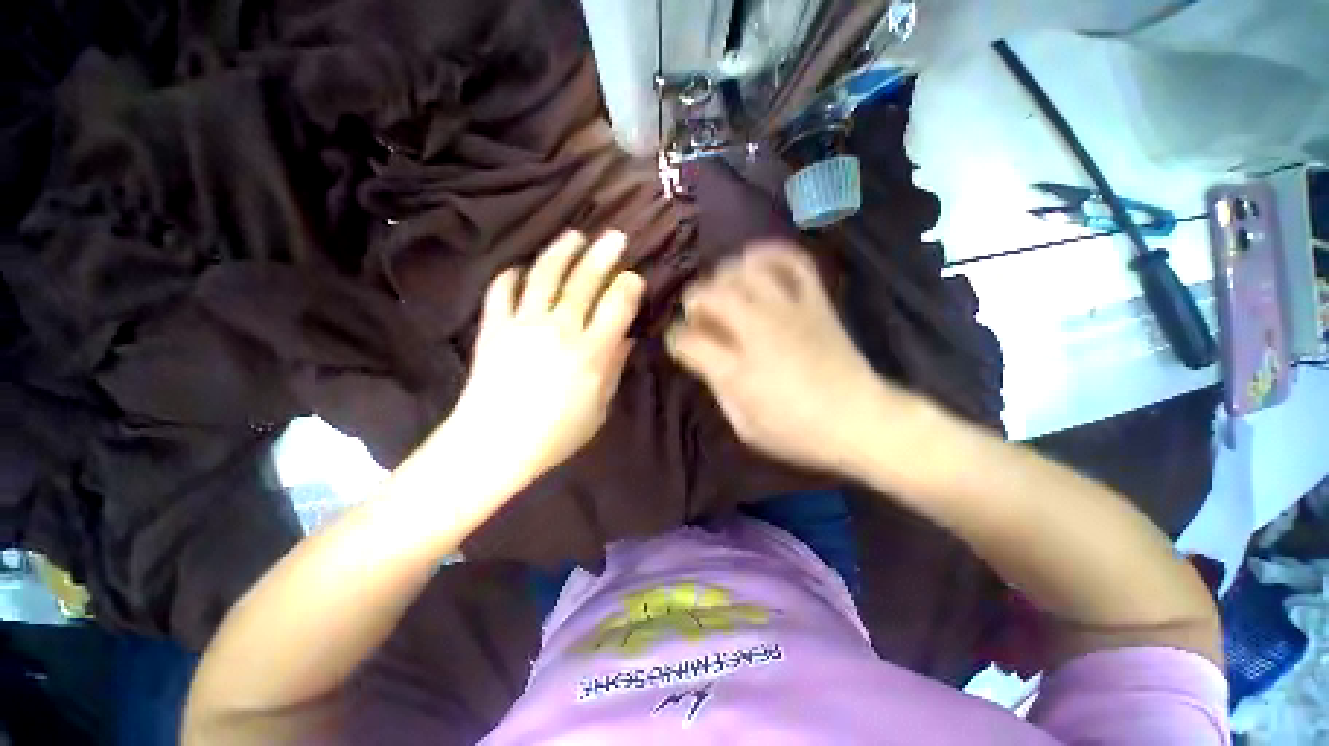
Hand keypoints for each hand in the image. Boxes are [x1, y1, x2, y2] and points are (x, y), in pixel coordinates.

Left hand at [449, 230, 644, 479]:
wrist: (494, 444)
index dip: (629, 286)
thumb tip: (627, 338)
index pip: (617, 306)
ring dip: (562, 251)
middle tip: (614, 236)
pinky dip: (511, 275)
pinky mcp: (494, 326)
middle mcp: (559, 328)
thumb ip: (614, 368)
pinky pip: (501, 290)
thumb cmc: (555, 434)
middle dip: (603, 254)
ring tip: (574, 236)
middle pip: (584, 281)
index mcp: (590, 352)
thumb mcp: (599, 408)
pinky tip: (520, 268)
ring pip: (544, 275)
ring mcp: (523, 323)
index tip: (635, 277)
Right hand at [666, 242, 894, 473]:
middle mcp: (757, 331)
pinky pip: (793, 262)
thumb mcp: (744, 425)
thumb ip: (718, 388)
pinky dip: (772, 255)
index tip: (682, 346)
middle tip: (698, 314)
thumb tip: (706, 361)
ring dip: (725, 275)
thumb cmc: (797, 432)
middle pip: (711, 295)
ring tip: (724, 288)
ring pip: (745, 272)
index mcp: (736, 369)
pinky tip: (757, 263)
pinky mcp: (814, 302)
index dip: (677, 340)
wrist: (860, 420)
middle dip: (694, 300)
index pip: (688, 340)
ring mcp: (788, 310)